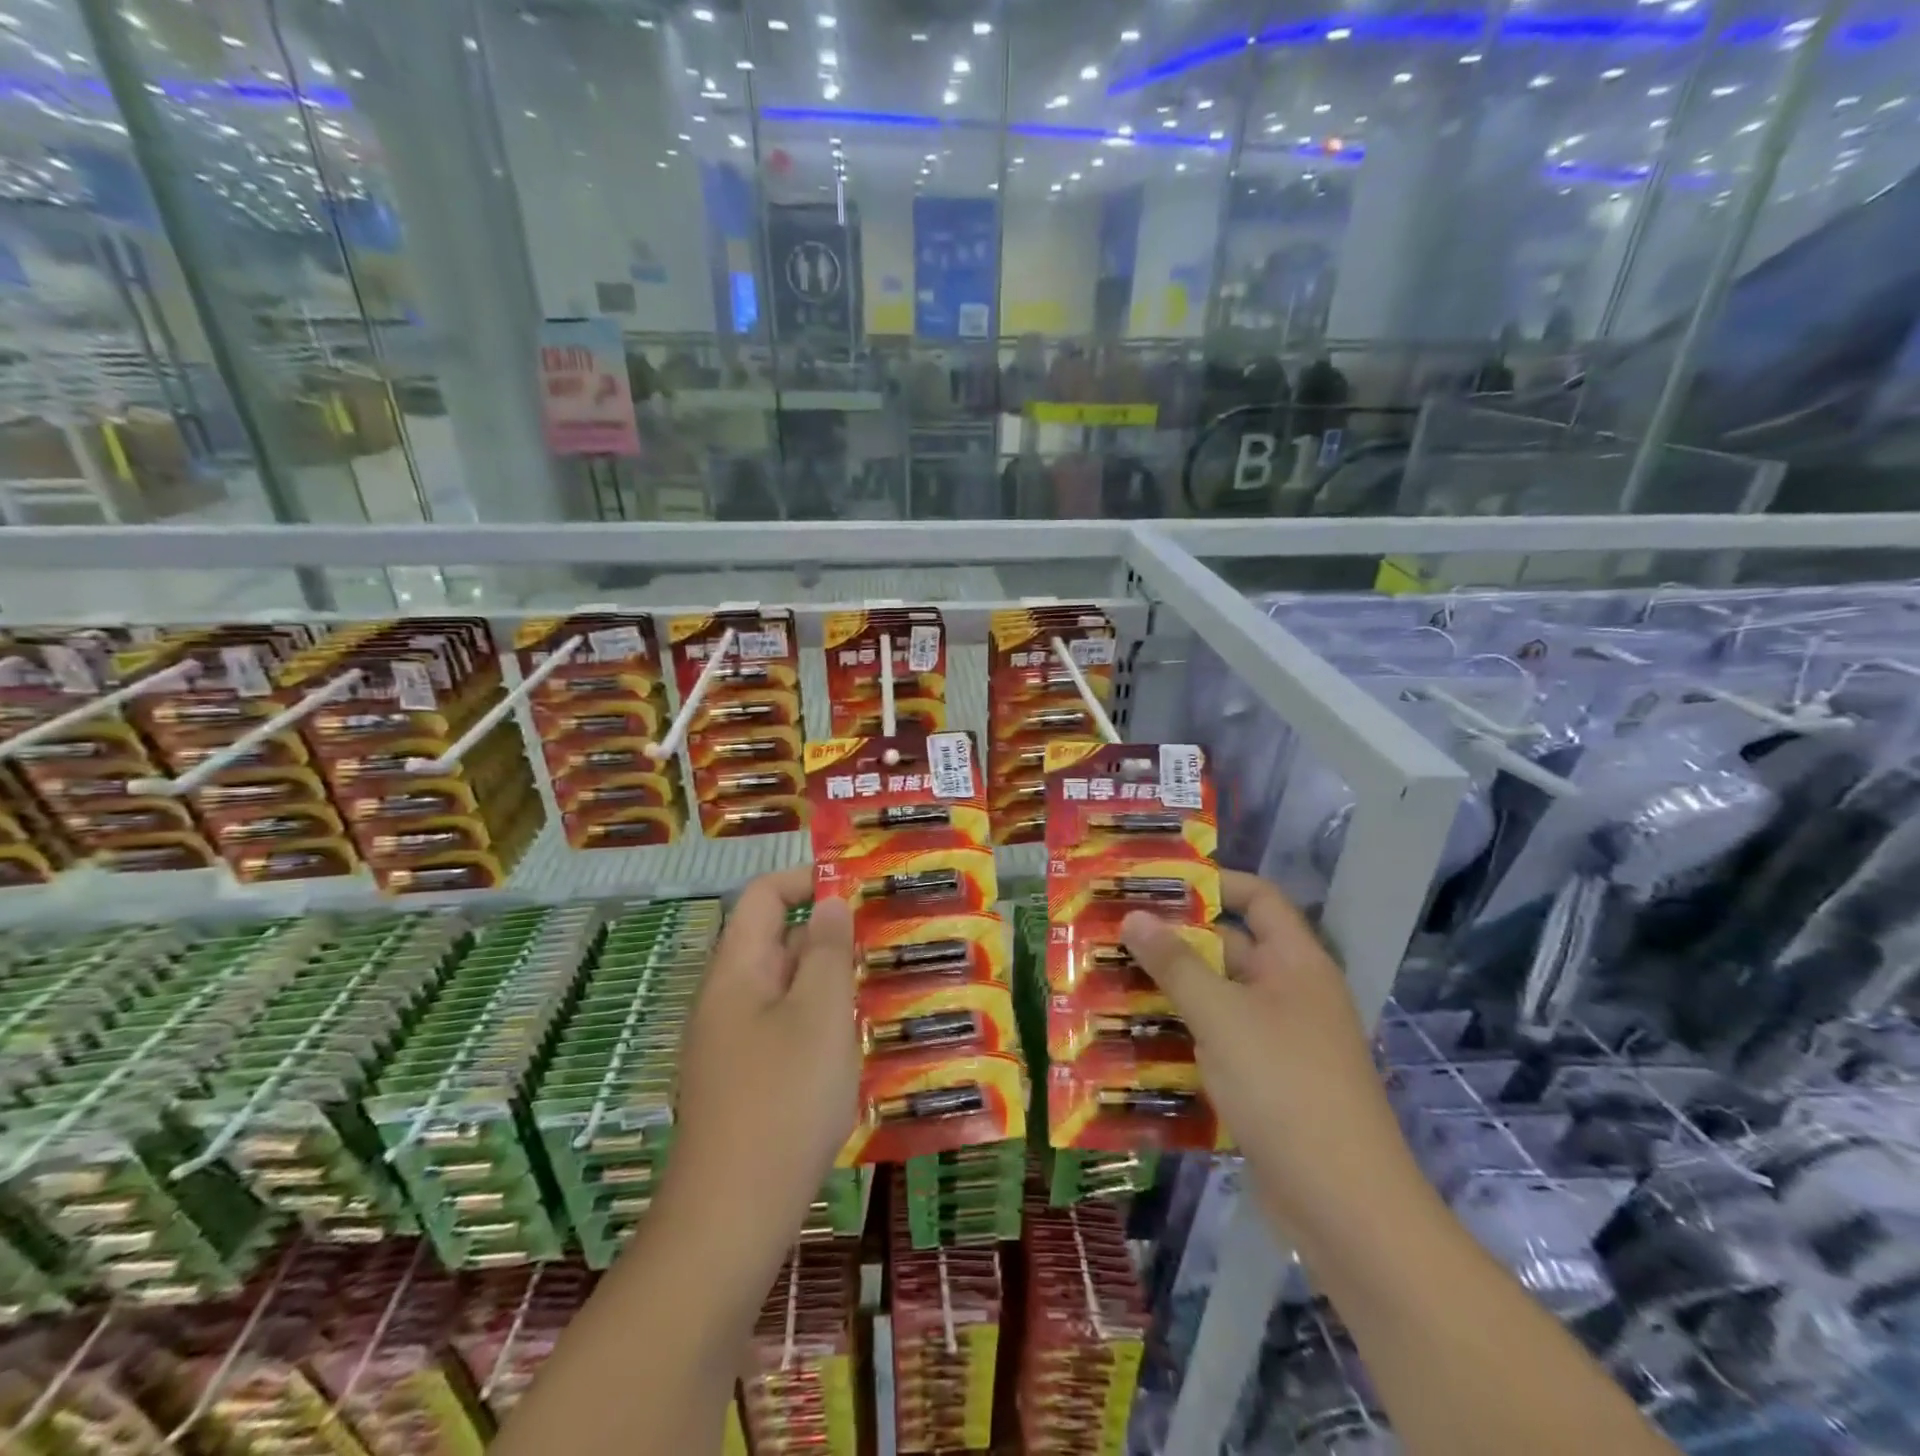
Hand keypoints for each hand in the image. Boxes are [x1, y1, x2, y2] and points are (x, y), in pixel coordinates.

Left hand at [669, 866, 858, 1232]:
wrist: (731, 1219)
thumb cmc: (782, 1100)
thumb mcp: (818, 1013)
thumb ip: (826, 950)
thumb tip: (828, 902)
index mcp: (737, 970)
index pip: (764, 896)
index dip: (808, 879)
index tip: (860, 889)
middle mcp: (729, 999)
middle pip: (779, 941)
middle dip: (832, 934)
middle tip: (889, 939)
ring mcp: (735, 1045)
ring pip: (789, 990)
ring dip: (834, 982)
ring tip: (888, 987)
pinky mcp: (748, 1084)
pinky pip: (789, 1032)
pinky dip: (824, 1024)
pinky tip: (862, 1046)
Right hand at [1121, 869, 1421, 1234]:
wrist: (1344, 1207)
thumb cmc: (1285, 1087)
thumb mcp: (1221, 1016)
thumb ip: (1175, 964)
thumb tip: (1135, 915)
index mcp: (1295, 963)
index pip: (1258, 898)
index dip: (1213, 883)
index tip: (1155, 884)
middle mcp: (1289, 993)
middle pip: (1228, 948)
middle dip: (1172, 940)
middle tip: (1111, 933)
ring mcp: (1278, 1041)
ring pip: (1216, 999)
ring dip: (1168, 991)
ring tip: (1106, 980)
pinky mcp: (1263, 1083)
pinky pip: (1215, 1043)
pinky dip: (1179, 1036)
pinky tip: (1131, 1039)